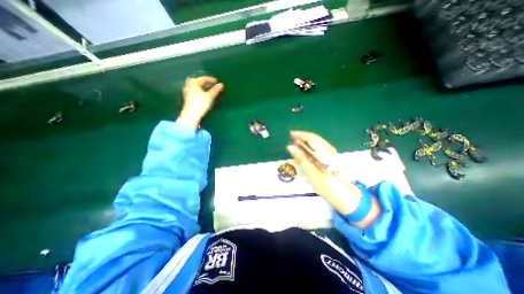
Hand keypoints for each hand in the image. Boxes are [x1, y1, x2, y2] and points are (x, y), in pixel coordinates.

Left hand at [177, 76, 224, 127]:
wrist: (191, 115)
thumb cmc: (200, 103)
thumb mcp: (209, 96)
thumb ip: (215, 90)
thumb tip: (221, 84)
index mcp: (193, 82)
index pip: (204, 79)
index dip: (211, 80)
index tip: (217, 82)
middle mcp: (189, 85)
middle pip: (199, 82)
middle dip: (207, 83)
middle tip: (214, 85)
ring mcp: (187, 91)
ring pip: (197, 87)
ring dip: (204, 88)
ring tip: (211, 90)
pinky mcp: (188, 97)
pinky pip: (196, 91)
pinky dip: (201, 91)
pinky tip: (205, 95)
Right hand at [286, 131, 381, 229]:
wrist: (344, 194)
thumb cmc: (328, 186)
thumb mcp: (312, 174)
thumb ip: (302, 159)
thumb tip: (290, 147)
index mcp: (325, 152)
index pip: (311, 138)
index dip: (300, 135)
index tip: (290, 134)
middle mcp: (329, 149)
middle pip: (313, 138)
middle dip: (301, 137)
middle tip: (291, 140)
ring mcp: (330, 152)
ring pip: (315, 142)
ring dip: (304, 142)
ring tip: (295, 146)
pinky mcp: (330, 156)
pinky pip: (317, 148)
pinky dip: (309, 148)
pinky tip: (304, 152)